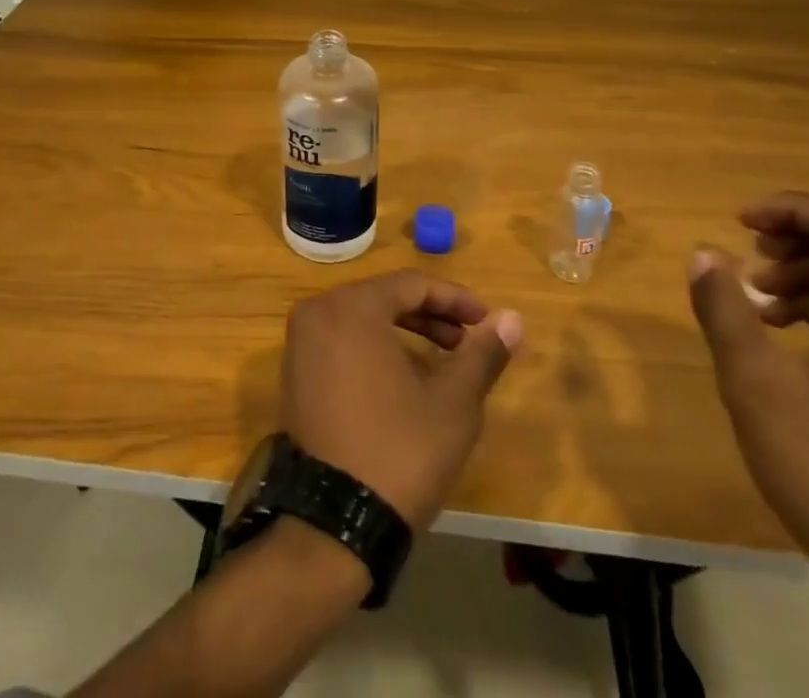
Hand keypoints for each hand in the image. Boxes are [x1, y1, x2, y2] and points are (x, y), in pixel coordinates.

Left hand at [281, 271, 523, 528]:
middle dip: (431, 316)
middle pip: (384, 298)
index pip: (411, 284)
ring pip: (363, 320)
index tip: (486, 321)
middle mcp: (318, 313)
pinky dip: (375, 349)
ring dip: (405, 333)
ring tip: (444, 362)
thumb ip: (482, 354)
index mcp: (352, 307)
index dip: (454, 299)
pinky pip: (342, 342)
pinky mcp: (295, 374)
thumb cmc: (399, 451)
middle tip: (467, 341)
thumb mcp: (453, 402)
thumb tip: (513, 318)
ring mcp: (300, 344)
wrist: (333, 524)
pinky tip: (404, 380)